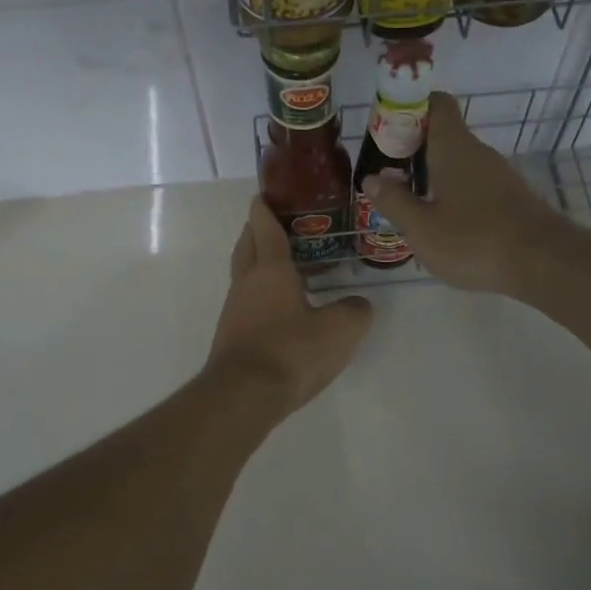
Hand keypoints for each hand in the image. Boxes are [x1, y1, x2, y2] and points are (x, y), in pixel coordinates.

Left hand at [207, 197, 373, 412]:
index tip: (264, 194)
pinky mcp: (232, 336)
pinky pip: (246, 302)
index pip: (265, 228)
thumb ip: (355, 311)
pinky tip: (279, 308)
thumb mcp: (339, 330)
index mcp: (270, 270)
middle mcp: (246, 283)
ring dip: (257, 263)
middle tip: (274, 224)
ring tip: (284, 266)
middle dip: (256, 230)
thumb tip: (358, 305)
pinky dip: (259, 293)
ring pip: (243, 274)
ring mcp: (234, 311)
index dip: (265, 208)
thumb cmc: (291, 351)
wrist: (244, 396)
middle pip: (246, 246)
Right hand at [361, 91, 578, 294]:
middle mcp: (478, 152)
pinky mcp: (511, 197)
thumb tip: (371, 178)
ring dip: (432, 176)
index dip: (409, 108)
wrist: (544, 263)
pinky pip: (473, 184)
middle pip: (443, 134)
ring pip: (458, 162)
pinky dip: (453, 194)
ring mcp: (498, 174)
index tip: (386, 132)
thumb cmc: (475, 240)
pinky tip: (443, 224)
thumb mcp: (422, 228)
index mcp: (453, 148)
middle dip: (413, 150)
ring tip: (409, 205)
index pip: (435, 103)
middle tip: (387, 177)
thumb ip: (394, 202)